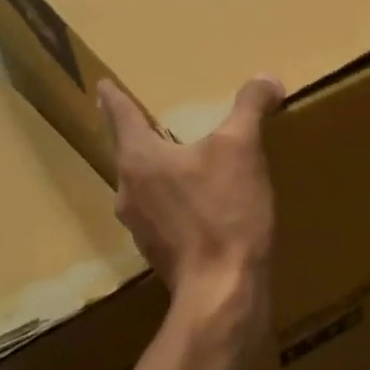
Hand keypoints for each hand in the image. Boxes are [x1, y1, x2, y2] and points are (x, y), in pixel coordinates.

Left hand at [95, 76, 282, 328]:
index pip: (121, 115)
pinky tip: (200, 206)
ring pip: (144, 186)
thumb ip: (250, 107)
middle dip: (139, 136)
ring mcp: (140, 227)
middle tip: (151, 121)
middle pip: (129, 152)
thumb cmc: (224, 212)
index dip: (114, 97)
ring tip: (179, 162)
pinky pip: (162, 214)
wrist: (222, 291)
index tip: (103, 86)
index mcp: (139, 158)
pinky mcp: (160, 253)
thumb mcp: (242, 148)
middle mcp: (128, 191)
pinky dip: (175, 202)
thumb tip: (267, 78)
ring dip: (158, 171)